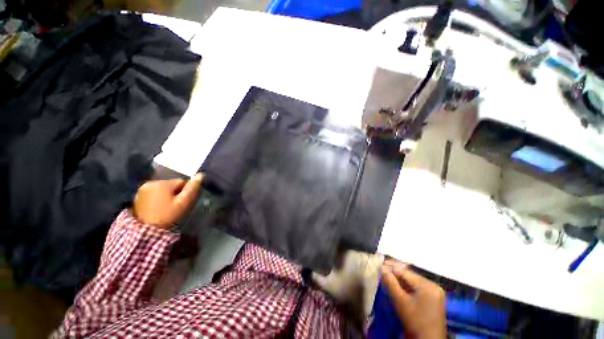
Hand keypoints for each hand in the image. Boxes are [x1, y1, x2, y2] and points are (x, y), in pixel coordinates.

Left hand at [133, 173, 203, 228]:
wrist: (146, 231)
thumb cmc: (167, 215)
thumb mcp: (183, 203)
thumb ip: (192, 188)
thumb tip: (200, 175)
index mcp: (163, 183)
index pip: (181, 181)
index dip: (185, 191)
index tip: (183, 201)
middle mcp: (151, 182)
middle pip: (171, 184)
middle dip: (176, 192)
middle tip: (176, 205)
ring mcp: (142, 189)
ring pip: (163, 188)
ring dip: (167, 194)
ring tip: (167, 206)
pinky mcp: (138, 196)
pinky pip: (154, 192)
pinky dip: (158, 197)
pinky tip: (159, 207)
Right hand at [381, 260, 446, 338]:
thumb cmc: (414, 321)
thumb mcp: (400, 301)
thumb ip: (390, 282)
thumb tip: (382, 267)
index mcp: (428, 285)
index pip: (406, 272)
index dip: (391, 267)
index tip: (380, 266)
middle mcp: (434, 286)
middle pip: (410, 276)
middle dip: (396, 274)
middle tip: (383, 272)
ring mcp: (435, 293)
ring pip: (413, 282)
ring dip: (400, 281)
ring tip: (388, 279)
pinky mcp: (434, 299)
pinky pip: (418, 288)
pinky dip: (407, 288)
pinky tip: (398, 287)